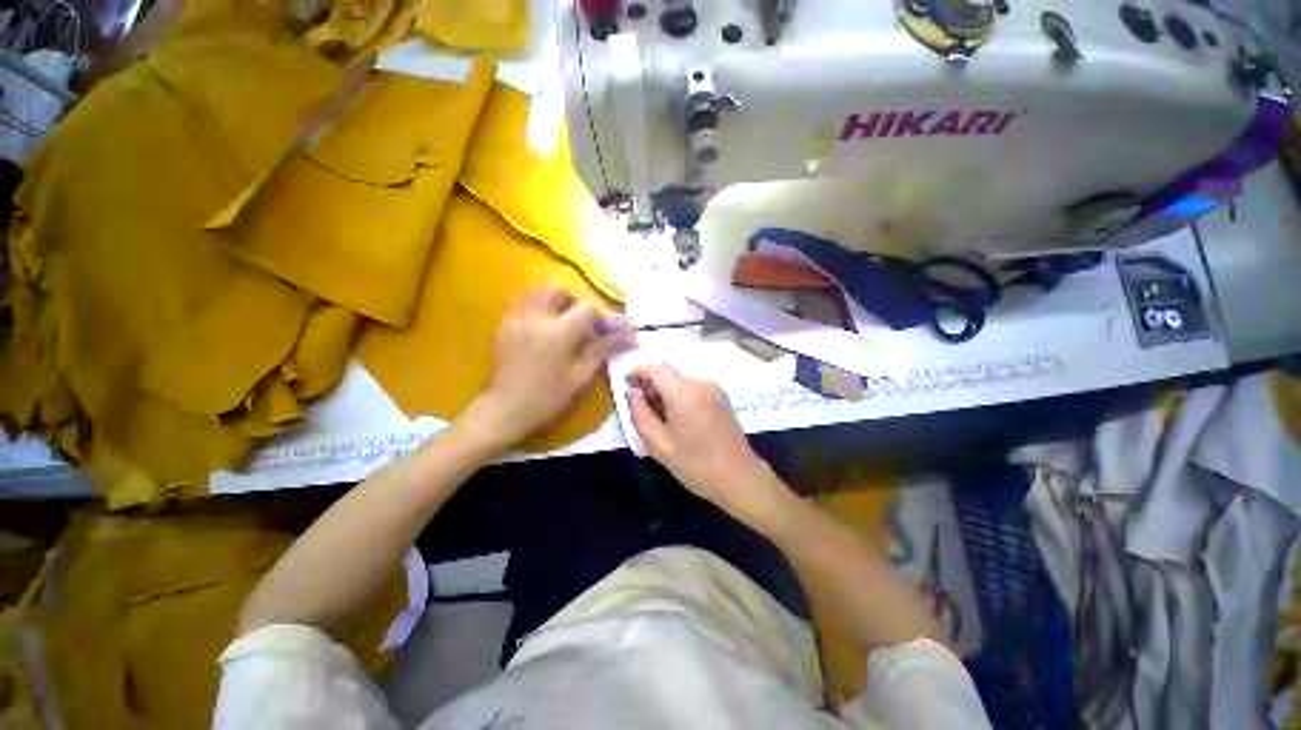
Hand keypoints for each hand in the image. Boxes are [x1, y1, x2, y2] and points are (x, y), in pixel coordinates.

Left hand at [465, 286, 631, 449]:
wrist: (507, 408)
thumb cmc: (549, 395)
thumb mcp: (581, 375)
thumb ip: (603, 349)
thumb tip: (628, 337)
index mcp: (560, 332)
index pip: (586, 308)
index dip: (598, 317)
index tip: (602, 332)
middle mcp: (537, 317)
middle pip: (557, 288)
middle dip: (572, 299)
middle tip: (578, 320)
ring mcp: (517, 319)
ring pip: (536, 290)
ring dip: (552, 299)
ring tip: (559, 320)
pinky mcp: (504, 325)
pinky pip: (521, 303)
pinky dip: (536, 307)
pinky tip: (540, 328)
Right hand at [626, 364, 787, 525]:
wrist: (739, 477)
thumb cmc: (696, 465)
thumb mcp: (659, 445)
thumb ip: (640, 414)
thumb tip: (632, 393)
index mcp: (684, 394)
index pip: (655, 368)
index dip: (637, 372)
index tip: (627, 385)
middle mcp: (700, 383)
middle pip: (668, 373)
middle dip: (651, 384)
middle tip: (642, 408)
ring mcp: (714, 388)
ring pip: (680, 380)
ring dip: (665, 390)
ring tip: (660, 417)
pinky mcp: (721, 395)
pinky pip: (693, 386)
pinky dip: (679, 394)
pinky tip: (678, 417)